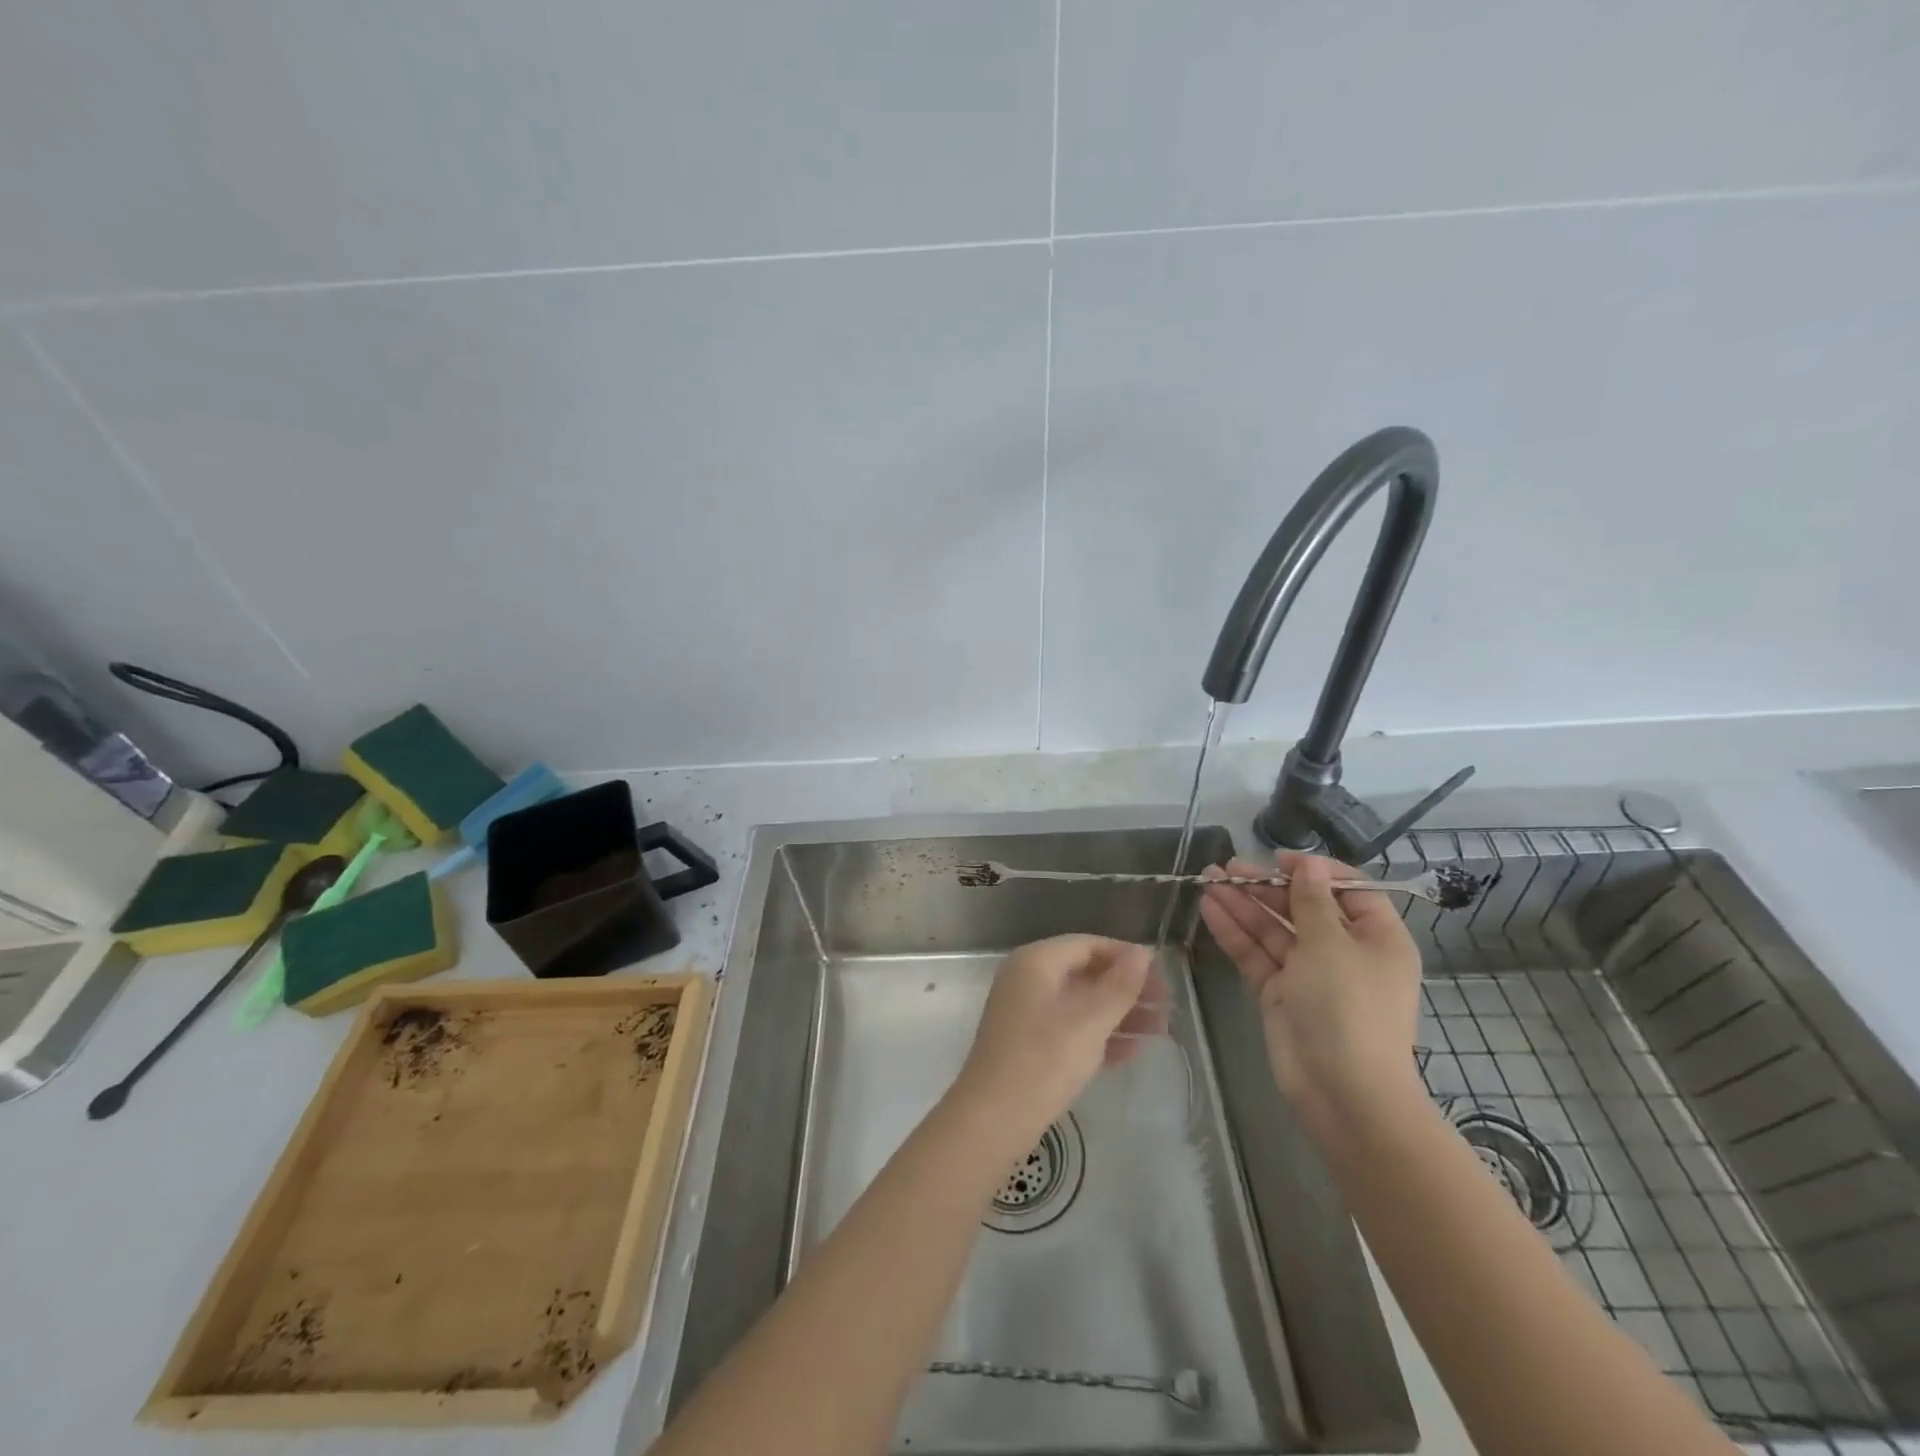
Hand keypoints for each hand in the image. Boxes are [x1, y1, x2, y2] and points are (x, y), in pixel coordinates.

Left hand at [951, 935, 1167, 1151]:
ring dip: (1119, 1015)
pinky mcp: (1028, 1043)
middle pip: (1086, 973)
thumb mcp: (1090, 1021)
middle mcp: (1028, 979)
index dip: (1126, 957)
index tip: (1162, 978)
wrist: (993, 1119)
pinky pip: (1070, 1028)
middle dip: (1127, 990)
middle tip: (1167, 1009)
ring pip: (1080, 1004)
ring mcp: (1026, 1012)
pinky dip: (1099, 1036)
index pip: (1089, 945)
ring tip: (1160, 1032)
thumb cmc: (1044, 1060)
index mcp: (1036, 962)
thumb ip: (1120, 985)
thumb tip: (1143, 952)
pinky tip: (1132, 1052)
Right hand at [1200, 853, 1424, 1143]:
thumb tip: (1309, 864)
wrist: (1341, 1090)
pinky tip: (1209, 908)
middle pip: (1302, 908)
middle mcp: (1345, 952)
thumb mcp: (1331, 944)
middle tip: (1227, 867)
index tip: (1278, 858)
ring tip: (1208, 879)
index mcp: (1376, 938)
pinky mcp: (1280, 993)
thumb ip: (1311, 900)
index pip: (1348, 890)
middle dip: (1265, 886)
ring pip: (1273, 929)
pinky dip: (1235, 932)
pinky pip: (1257, 954)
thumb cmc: (1348, 1006)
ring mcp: (1310, 974)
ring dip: (1243, 904)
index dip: (1314, 871)